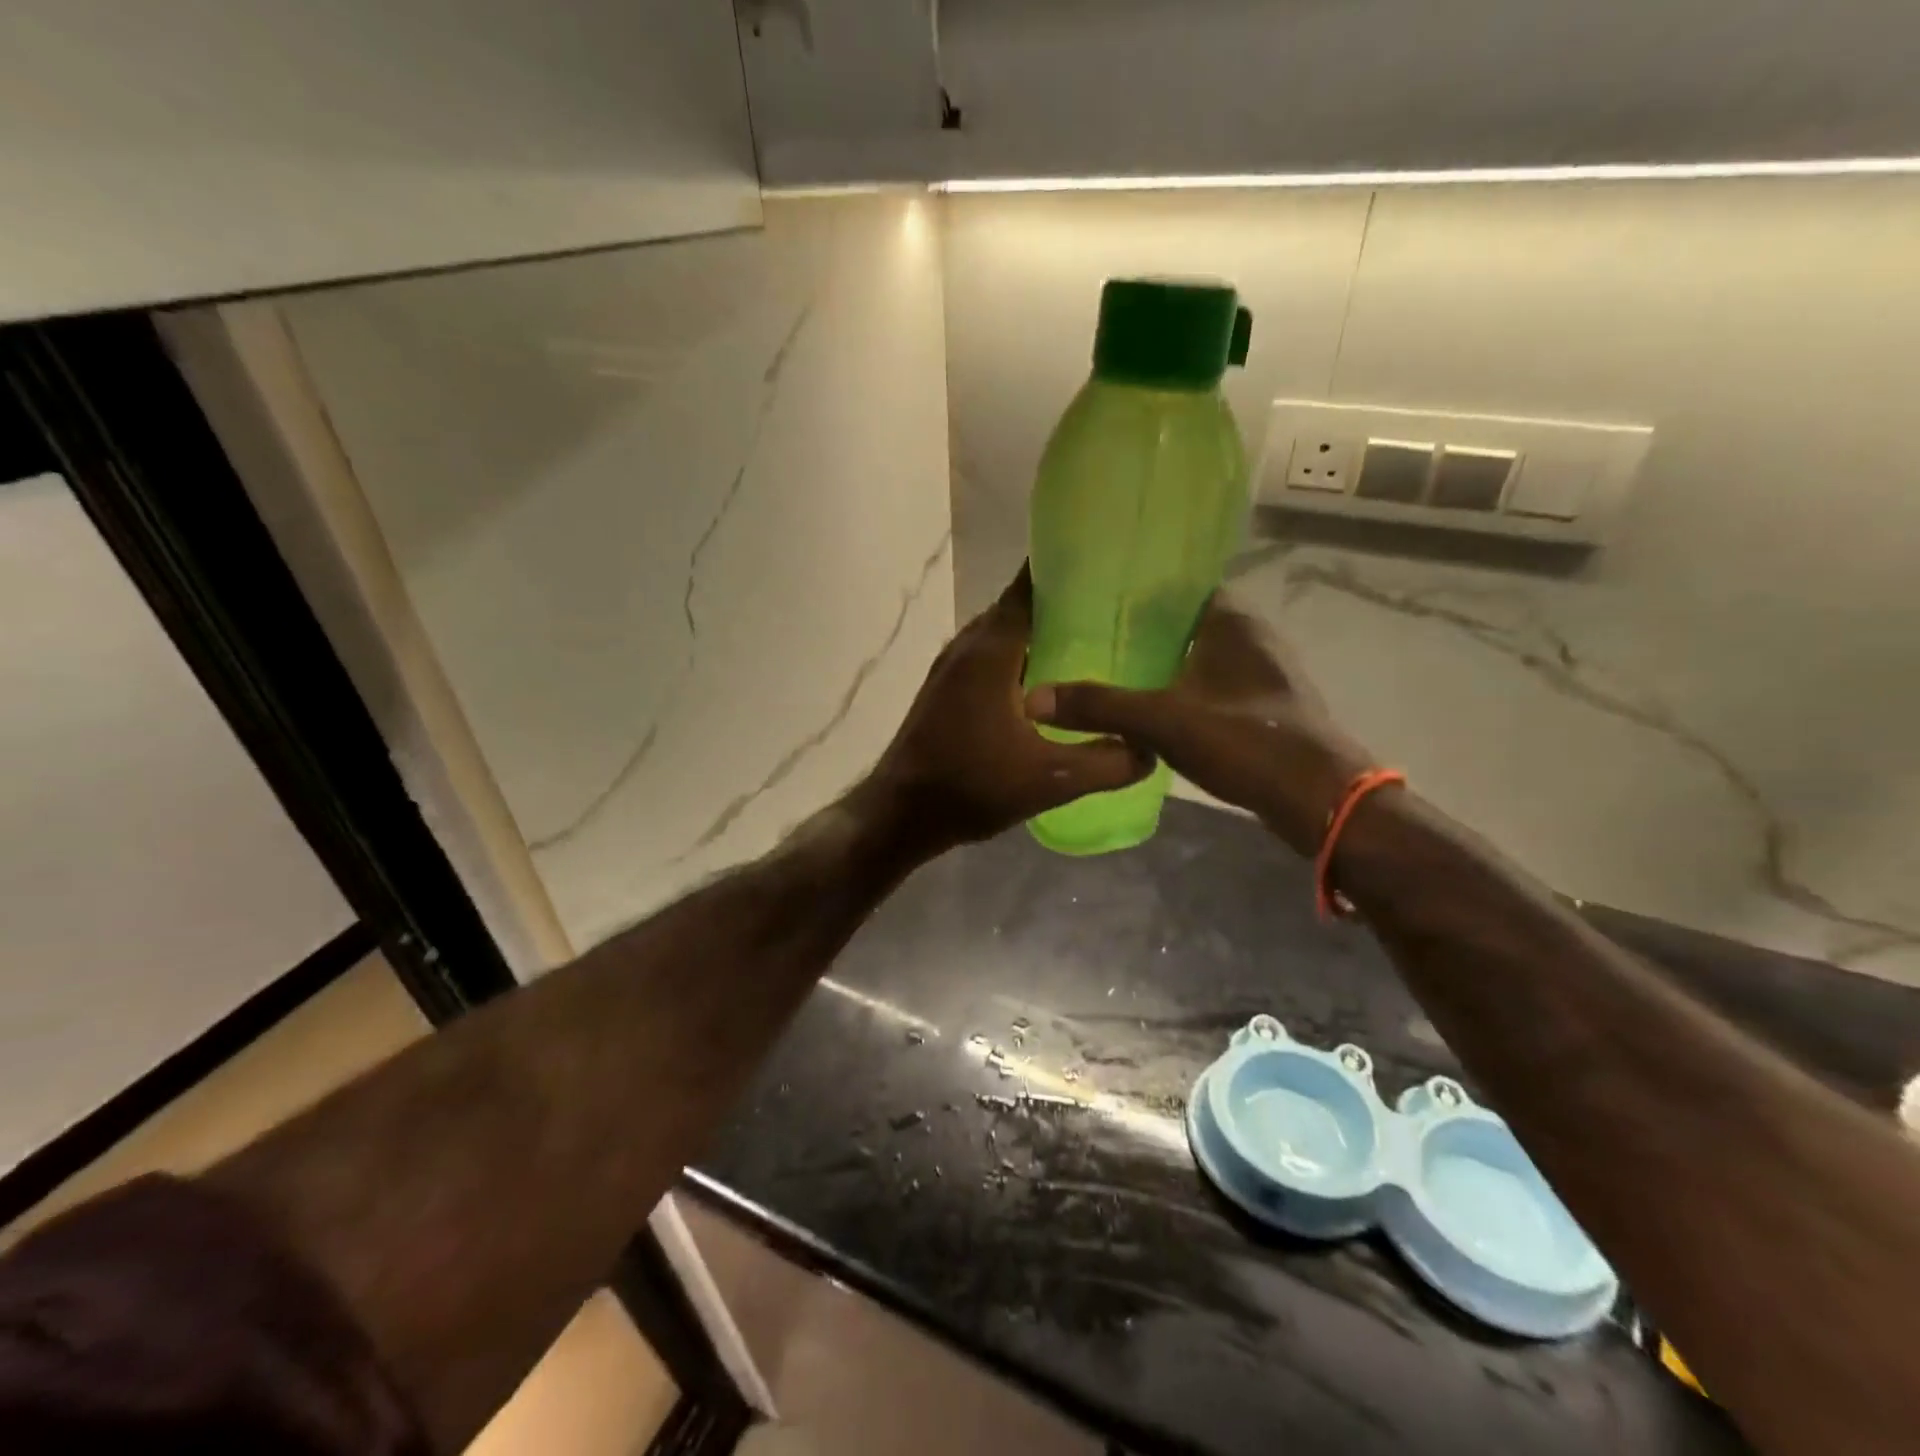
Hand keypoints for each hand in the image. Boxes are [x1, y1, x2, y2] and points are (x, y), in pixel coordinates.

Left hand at [863, 566, 1151, 856]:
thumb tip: (1149, 749)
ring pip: (1001, 634)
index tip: (1107, 565)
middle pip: (1017, 607)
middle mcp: (967, 646)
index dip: (1065, 570)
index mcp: (991, 651)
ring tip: (1088, 641)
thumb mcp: (1050, 780)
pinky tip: (1047, 685)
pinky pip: (988, 657)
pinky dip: (1017, 657)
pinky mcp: (943, 689)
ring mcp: (950, 667)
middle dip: (1060, 602)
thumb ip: (1107, 763)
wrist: (900, 813)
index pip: (1029, 587)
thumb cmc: (971, 787)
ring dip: (1037, 633)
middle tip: (1112, 608)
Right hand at [1025, 594, 1372, 854]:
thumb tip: (1033, 698)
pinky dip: (1185, 687)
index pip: (1182, 584)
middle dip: (1146, 627)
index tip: (1097, 597)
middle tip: (1094, 635)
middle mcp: (1253, 636)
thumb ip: (1100, 706)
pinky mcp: (1268, 705)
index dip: (1140, 589)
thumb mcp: (1162, 722)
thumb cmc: (1245, 741)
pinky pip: (1215, 683)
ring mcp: (1265, 672)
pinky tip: (1155, 707)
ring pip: (1203, 654)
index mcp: (1232, 620)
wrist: (1319, 799)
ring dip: (1167, 660)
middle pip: (1189, 620)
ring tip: (1116, 667)